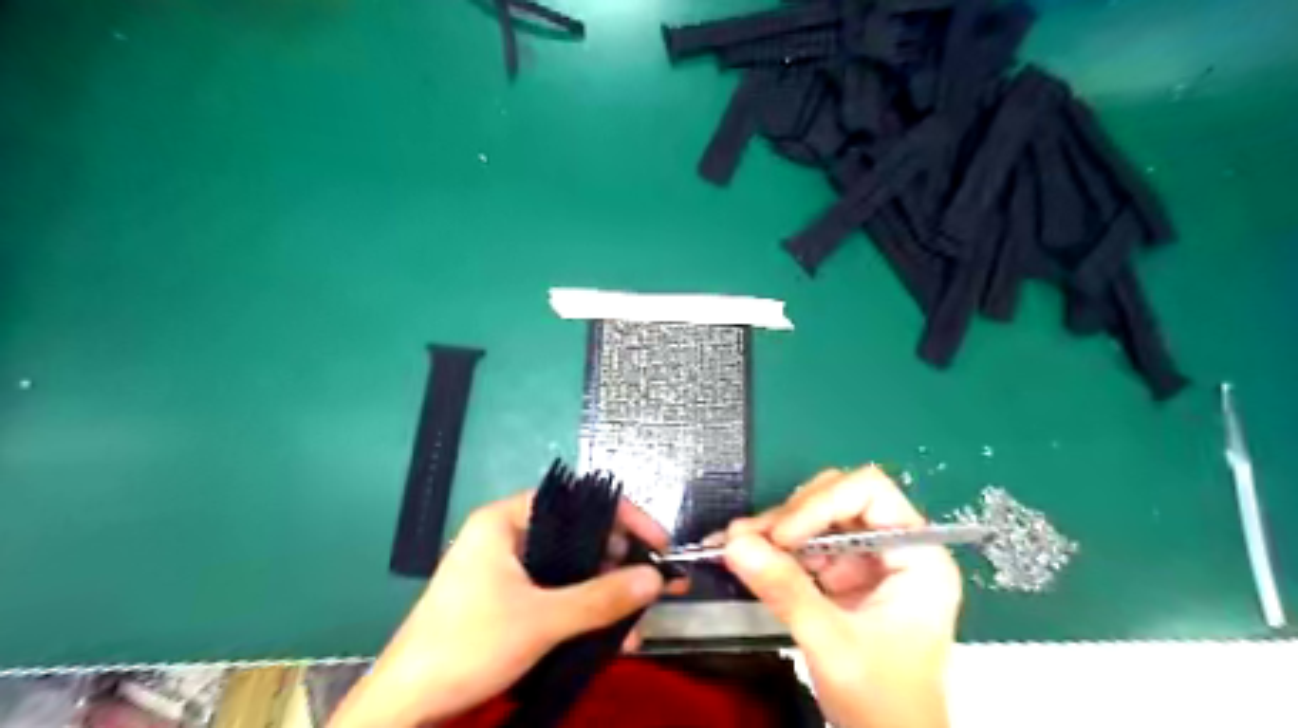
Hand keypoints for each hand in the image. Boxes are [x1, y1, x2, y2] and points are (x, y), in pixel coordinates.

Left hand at [331, 492, 673, 723]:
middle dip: (619, 563)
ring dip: (606, 594)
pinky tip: (613, 637)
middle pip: (577, 535)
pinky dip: (585, 612)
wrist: (406, 706)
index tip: (657, 542)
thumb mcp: (542, 619)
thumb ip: (601, 597)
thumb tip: (656, 578)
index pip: (577, 501)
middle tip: (654, 583)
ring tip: (639, 619)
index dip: (623, 517)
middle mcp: (508, 537)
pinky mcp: (508, 601)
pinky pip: (557, 594)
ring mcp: (507, 570)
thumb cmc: (467, 644)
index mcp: (506, 521)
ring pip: (571, 569)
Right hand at [719, 465, 961, 726]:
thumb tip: (734, 544)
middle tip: (748, 537)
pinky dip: (772, 548)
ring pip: (815, 517)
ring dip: (774, 529)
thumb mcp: (834, 645)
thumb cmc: (883, 702)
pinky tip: (745, 556)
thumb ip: (786, 592)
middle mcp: (893, 547)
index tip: (783, 536)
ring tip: (735, 545)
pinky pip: (803, 544)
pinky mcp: (842, 575)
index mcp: (917, 555)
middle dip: (791, 516)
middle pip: (838, 498)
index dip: (823, 503)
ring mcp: (866, 560)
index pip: (870, 492)